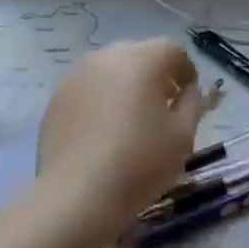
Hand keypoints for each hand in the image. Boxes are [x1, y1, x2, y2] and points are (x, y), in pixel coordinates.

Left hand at [36, 40, 209, 244]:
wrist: (78, 197)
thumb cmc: (140, 163)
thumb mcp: (183, 135)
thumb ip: (192, 103)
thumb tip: (188, 91)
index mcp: (141, 61)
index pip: (173, 50)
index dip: (187, 71)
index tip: (189, 98)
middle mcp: (106, 58)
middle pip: (140, 55)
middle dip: (156, 75)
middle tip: (163, 107)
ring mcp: (76, 77)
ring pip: (111, 71)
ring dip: (127, 86)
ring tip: (132, 121)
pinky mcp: (56, 100)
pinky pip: (89, 90)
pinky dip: (102, 101)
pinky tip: (105, 133)